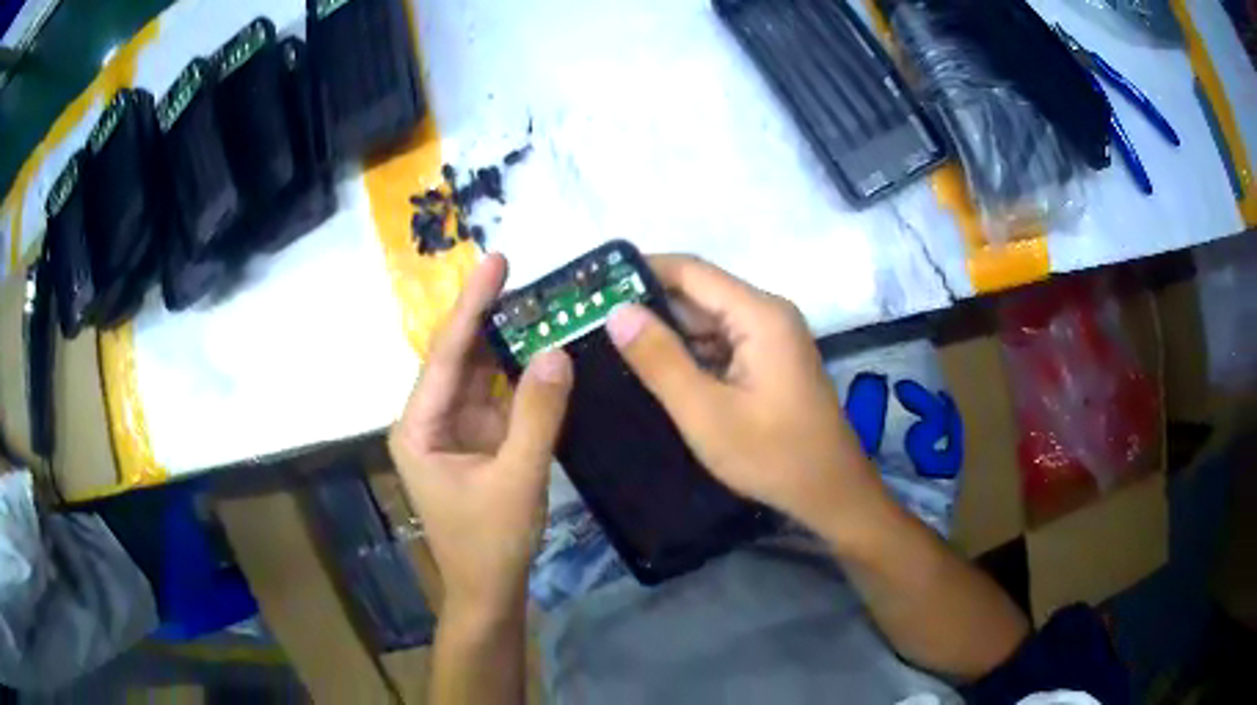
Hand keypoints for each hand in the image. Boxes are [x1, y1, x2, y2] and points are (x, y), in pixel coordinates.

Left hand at [389, 254, 572, 622]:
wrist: (489, 591)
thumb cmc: (490, 542)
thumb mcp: (517, 479)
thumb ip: (537, 416)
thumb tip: (557, 353)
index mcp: (419, 427)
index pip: (446, 355)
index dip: (472, 306)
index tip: (496, 262)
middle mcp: (429, 420)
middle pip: (459, 358)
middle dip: (486, 316)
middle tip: (519, 272)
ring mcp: (454, 430)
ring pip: (478, 375)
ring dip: (504, 342)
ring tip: (535, 301)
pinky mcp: (478, 441)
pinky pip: (497, 398)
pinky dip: (518, 375)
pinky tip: (540, 348)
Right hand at [606, 255, 893, 544]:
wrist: (829, 492)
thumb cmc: (772, 455)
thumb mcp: (706, 412)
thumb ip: (660, 359)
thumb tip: (617, 311)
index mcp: (759, 315)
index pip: (690, 271)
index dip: (641, 271)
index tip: (595, 286)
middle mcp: (767, 315)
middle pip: (699, 294)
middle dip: (648, 306)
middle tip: (592, 322)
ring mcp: (771, 339)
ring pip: (708, 322)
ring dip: (666, 333)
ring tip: (611, 344)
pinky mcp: (769, 361)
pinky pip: (721, 345)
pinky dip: (689, 354)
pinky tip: (653, 369)